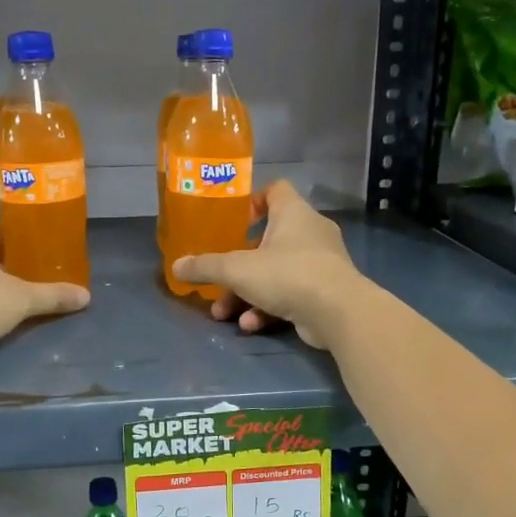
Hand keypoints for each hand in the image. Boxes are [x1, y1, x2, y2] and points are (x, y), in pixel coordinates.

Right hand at [171, 180, 365, 349]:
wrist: (338, 312)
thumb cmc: (287, 274)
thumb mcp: (237, 269)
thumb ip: (205, 267)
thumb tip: (176, 266)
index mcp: (293, 212)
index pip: (275, 190)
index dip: (252, 201)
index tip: (232, 222)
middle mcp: (310, 232)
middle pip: (269, 239)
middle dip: (240, 264)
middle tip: (219, 280)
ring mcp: (321, 263)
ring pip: (276, 272)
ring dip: (248, 293)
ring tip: (225, 314)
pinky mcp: (326, 291)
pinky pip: (290, 294)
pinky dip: (269, 308)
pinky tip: (251, 326)